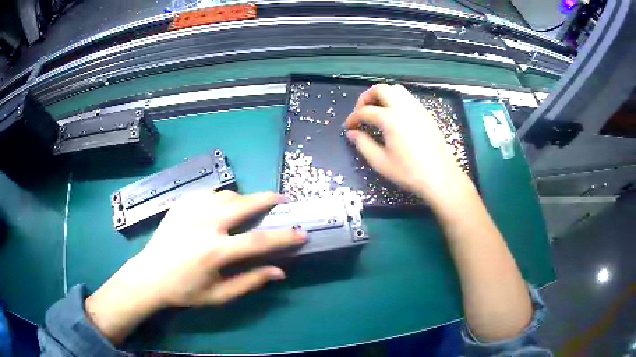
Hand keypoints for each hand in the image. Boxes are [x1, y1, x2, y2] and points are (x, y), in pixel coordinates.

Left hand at [86, 191, 304, 343]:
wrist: (150, 275)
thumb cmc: (185, 290)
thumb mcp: (219, 295)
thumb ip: (250, 281)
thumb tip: (279, 271)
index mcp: (214, 252)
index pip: (258, 241)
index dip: (284, 237)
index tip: (301, 232)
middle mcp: (204, 224)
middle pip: (243, 204)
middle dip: (266, 200)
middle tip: (281, 199)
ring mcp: (190, 210)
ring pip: (226, 194)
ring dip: (243, 199)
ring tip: (251, 207)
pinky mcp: (180, 203)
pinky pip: (208, 193)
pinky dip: (221, 198)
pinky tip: (222, 207)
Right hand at [345, 84, 472, 206]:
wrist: (440, 177)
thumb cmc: (409, 172)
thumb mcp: (380, 162)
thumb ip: (363, 144)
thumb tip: (352, 133)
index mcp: (390, 119)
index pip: (365, 111)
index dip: (353, 118)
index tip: (349, 127)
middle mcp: (403, 107)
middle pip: (381, 89)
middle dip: (366, 97)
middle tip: (362, 112)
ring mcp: (417, 108)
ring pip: (396, 89)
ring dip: (383, 96)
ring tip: (377, 111)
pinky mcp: (426, 114)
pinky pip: (408, 98)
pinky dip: (396, 100)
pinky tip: (395, 116)